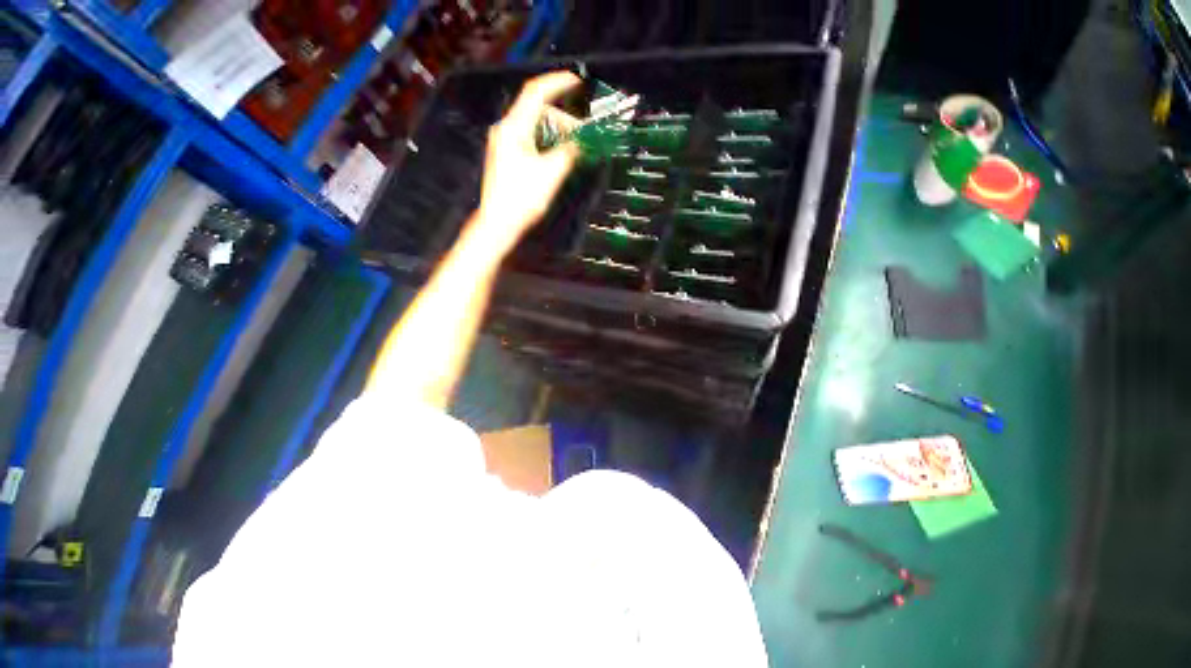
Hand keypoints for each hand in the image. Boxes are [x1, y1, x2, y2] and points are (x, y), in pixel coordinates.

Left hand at [471, 71, 581, 254]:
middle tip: (582, 138)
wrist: (499, 224)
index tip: (577, 83)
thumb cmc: (521, 200)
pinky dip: (547, 145)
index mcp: (514, 128)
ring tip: (573, 152)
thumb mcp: (551, 174)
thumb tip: (582, 141)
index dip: (558, 83)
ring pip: (535, 128)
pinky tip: (557, 159)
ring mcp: (505, 145)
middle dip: (563, 120)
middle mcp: (506, 131)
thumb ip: (569, 152)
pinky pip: (531, 141)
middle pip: (538, 113)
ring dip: (556, 135)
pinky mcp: (507, 158)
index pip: (536, 93)